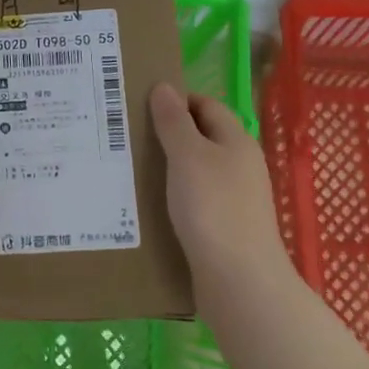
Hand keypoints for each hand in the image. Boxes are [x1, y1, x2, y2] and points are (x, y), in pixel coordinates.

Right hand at [151, 82, 289, 292]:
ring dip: (169, 168)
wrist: (239, 282)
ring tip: (131, 169)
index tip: (140, 106)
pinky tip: (151, 206)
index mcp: (236, 141)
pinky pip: (196, 201)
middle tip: (128, 136)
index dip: (176, 100)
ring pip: (197, 171)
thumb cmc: (213, 208)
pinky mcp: (225, 227)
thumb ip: (174, 121)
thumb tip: (164, 87)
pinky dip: (174, 197)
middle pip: (202, 137)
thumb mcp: (188, 156)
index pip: (206, 105)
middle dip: (168, 134)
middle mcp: (240, 165)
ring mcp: (235, 199)